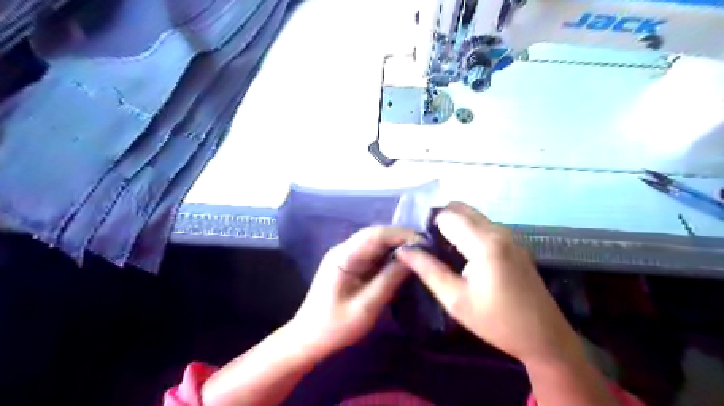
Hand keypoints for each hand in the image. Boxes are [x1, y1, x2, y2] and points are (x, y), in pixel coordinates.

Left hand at [290, 227, 421, 356]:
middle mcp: (344, 250)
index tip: (424, 242)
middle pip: (375, 235)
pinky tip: (402, 263)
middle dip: (400, 238)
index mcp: (344, 256)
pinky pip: (371, 255)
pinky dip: (388, 256)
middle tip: (425, 247)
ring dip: (395, 246)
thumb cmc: (336, 326)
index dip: (401, 235)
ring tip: (419, 253)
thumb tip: (412, 257)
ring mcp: (345, 257)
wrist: (308, 339)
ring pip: (374, 243)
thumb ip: (389, 280)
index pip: (375, 234)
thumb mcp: (366, 307)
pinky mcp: (349, 266)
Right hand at [396, 203, 581, 364]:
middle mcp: (499, 231)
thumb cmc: (497, 322)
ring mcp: (510, 235)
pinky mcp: (514, 243)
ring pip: (472, 216)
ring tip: (443, 253)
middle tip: (428, 247)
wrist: (545, 337)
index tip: (419, 244)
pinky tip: (463, 256)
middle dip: (440, 221)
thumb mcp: (456, 300)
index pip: (447, 216)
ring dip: (454, 226)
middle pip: (460, 209)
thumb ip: (428, 270)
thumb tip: (403, 250)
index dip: (428, 226)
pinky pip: (484, 226)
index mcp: (484, 243)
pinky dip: (468, 231)